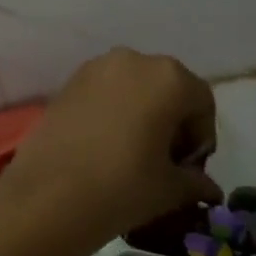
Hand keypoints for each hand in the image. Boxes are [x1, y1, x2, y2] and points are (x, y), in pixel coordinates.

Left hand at [0, 48, 220, 255]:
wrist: (47, 196)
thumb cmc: (122, 186)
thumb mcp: (169, 189)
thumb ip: (195, 182)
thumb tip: (209, 189)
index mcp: (169, 78)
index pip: (202, 102)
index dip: (201, 137)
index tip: (188, 169)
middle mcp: (134, 60)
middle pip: (168, 88)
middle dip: (173, 122)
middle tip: (164, 162)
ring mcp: (96, 67)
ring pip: (135, 87)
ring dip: (142, 114)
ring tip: (133, 155)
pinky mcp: (69, 82)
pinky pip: (105, 92)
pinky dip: (114, 111)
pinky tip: (105, 146)